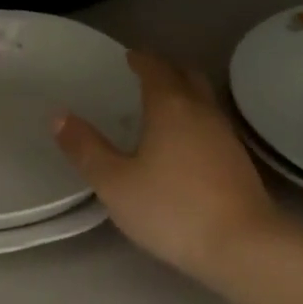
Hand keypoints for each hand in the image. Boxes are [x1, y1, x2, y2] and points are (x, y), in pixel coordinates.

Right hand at [54, 51, 278, 286]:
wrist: (243, 246)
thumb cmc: (171, 209)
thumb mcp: (114, 183)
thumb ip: (86, 148)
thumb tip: (59, 116)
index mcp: (170, 107)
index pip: (155, 68)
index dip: (140, 59)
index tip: (127, 57)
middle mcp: (202, 112)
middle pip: (187, 76)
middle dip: (166, 69)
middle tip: (144, 75)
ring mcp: (226, 136)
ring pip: (203, 100)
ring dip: (183, 94)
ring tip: (160, 108)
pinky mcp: (239, 162)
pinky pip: (212, 124)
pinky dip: (194, 120)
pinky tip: (183, 144)